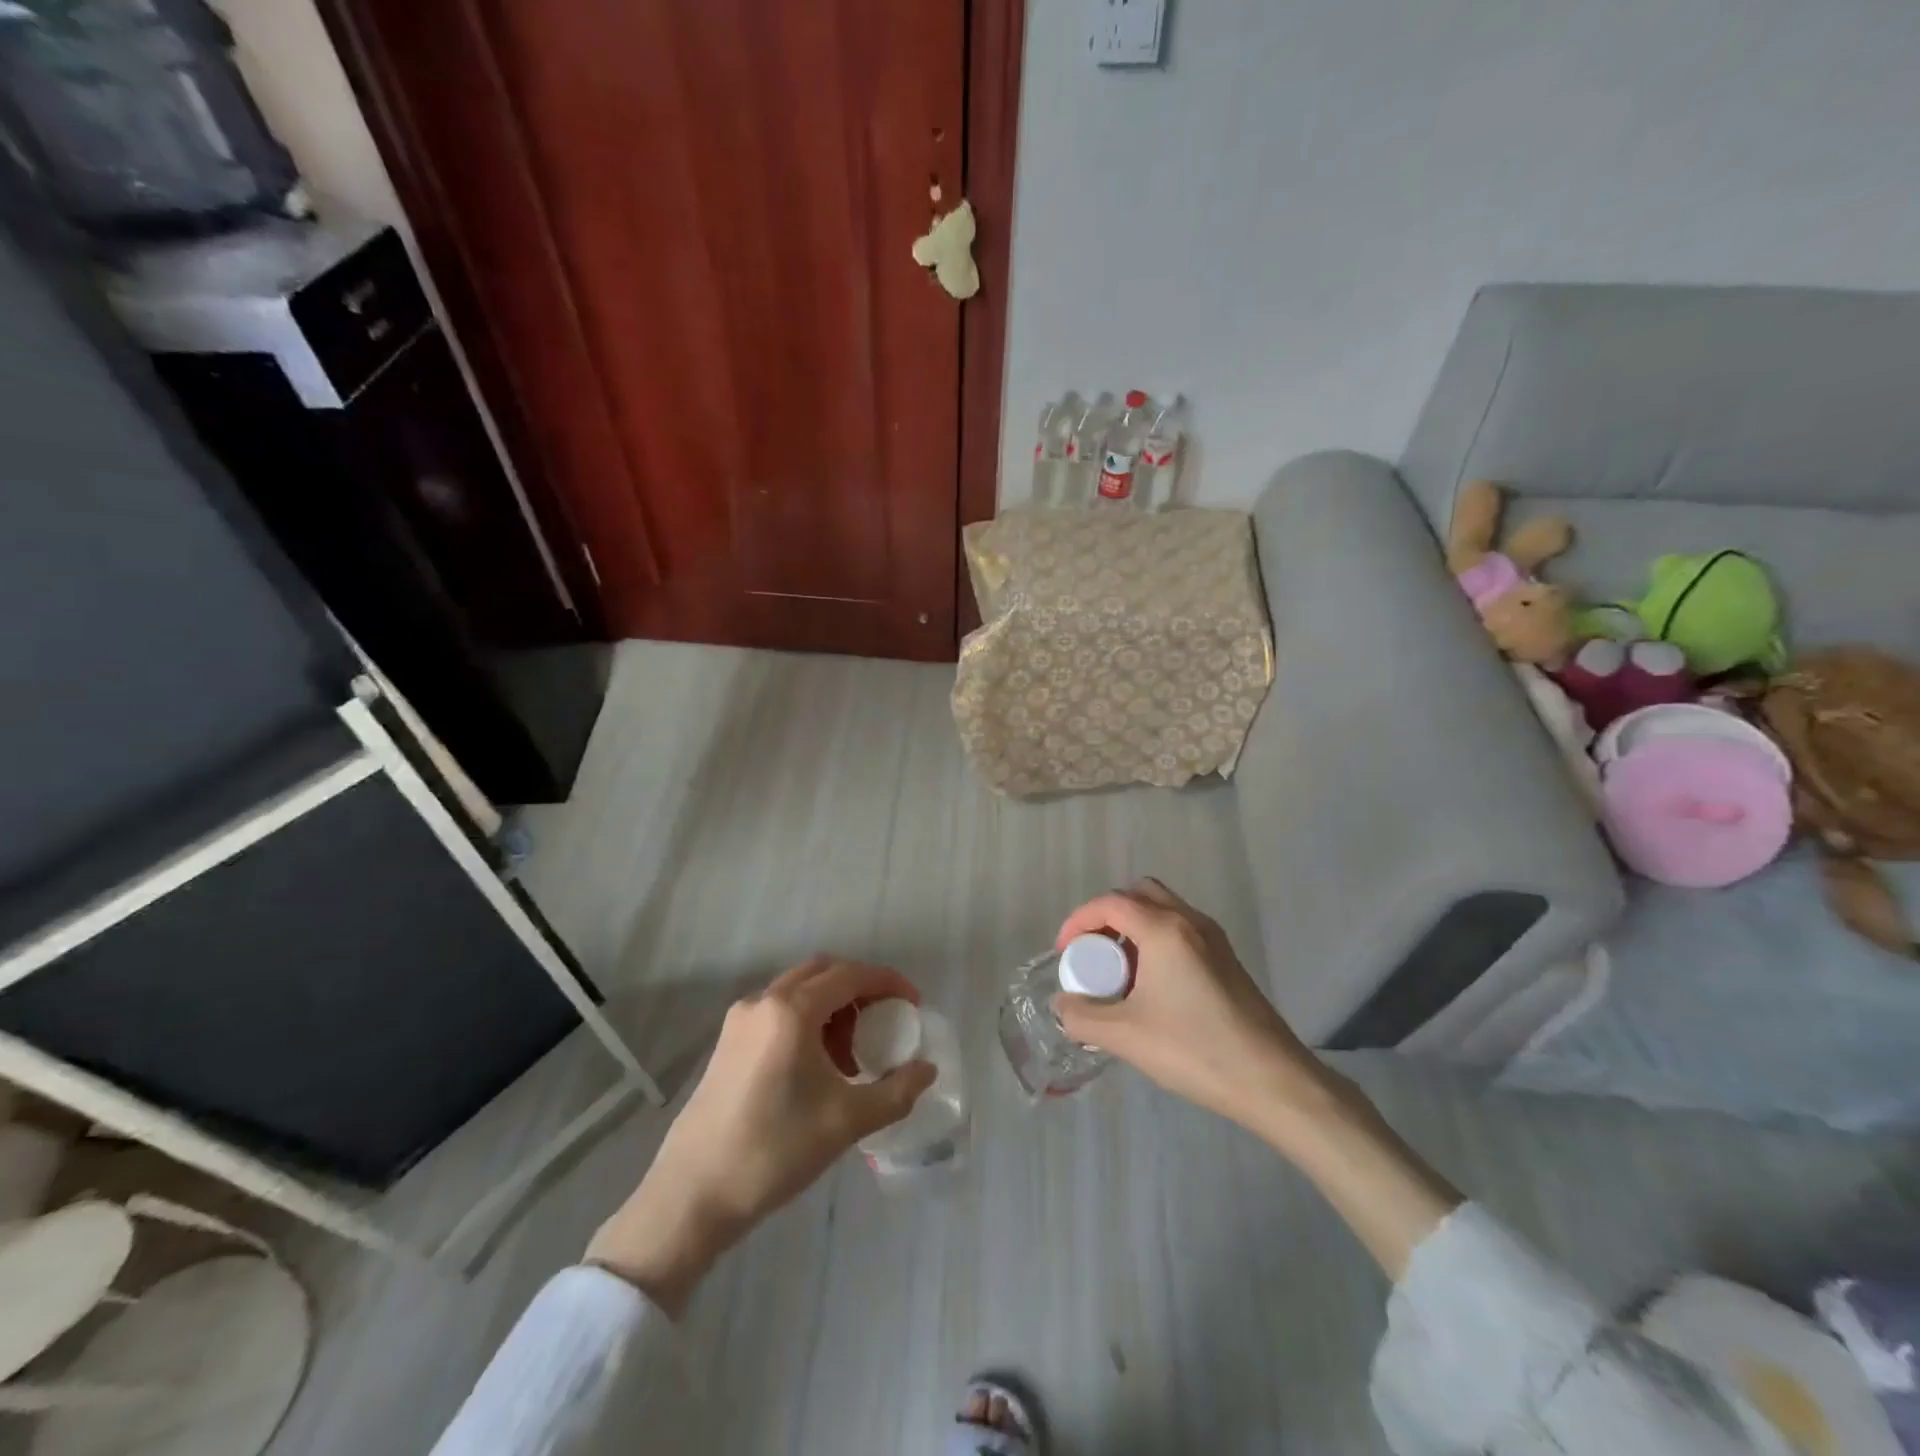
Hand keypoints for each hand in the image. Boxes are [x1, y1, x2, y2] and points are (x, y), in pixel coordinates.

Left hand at [585, 957, 935, 1315]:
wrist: (693, 1195)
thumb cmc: (775, 1150)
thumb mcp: (846, 1121)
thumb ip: (896, 1091)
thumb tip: (927, 1070)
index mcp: (791, 1010)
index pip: (851, 975)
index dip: (888, 983)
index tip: (914, 1004)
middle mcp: (763, 1002)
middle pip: (823, 972)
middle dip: (860, 989)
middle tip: (886, 1020)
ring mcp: (740, 1020)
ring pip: (799, 991)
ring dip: (833, 1007)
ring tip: (854, 1053)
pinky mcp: (727, 1043)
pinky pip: (779, 1011)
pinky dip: (808, 1020)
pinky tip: (819, 1065)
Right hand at [1053, 880, 1337, 1135]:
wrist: (1272, 1080)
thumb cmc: (1195, 1050)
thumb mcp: (1126, 1036)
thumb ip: (1083, 1017)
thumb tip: (1063, 1004)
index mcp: (1164, 929)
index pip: (1110, 903)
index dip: (1078, 921)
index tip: (1064, 953)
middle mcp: (1190, 921)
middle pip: (1138, 895)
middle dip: (1107, 917)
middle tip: (1093, 954)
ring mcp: (1214, 938)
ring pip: (1163, 910)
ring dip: (1133, 928)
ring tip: (1119, 972)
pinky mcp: (1227, 959)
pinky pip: (1180, 930)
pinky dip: (1156, 941)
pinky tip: (1151, 986)